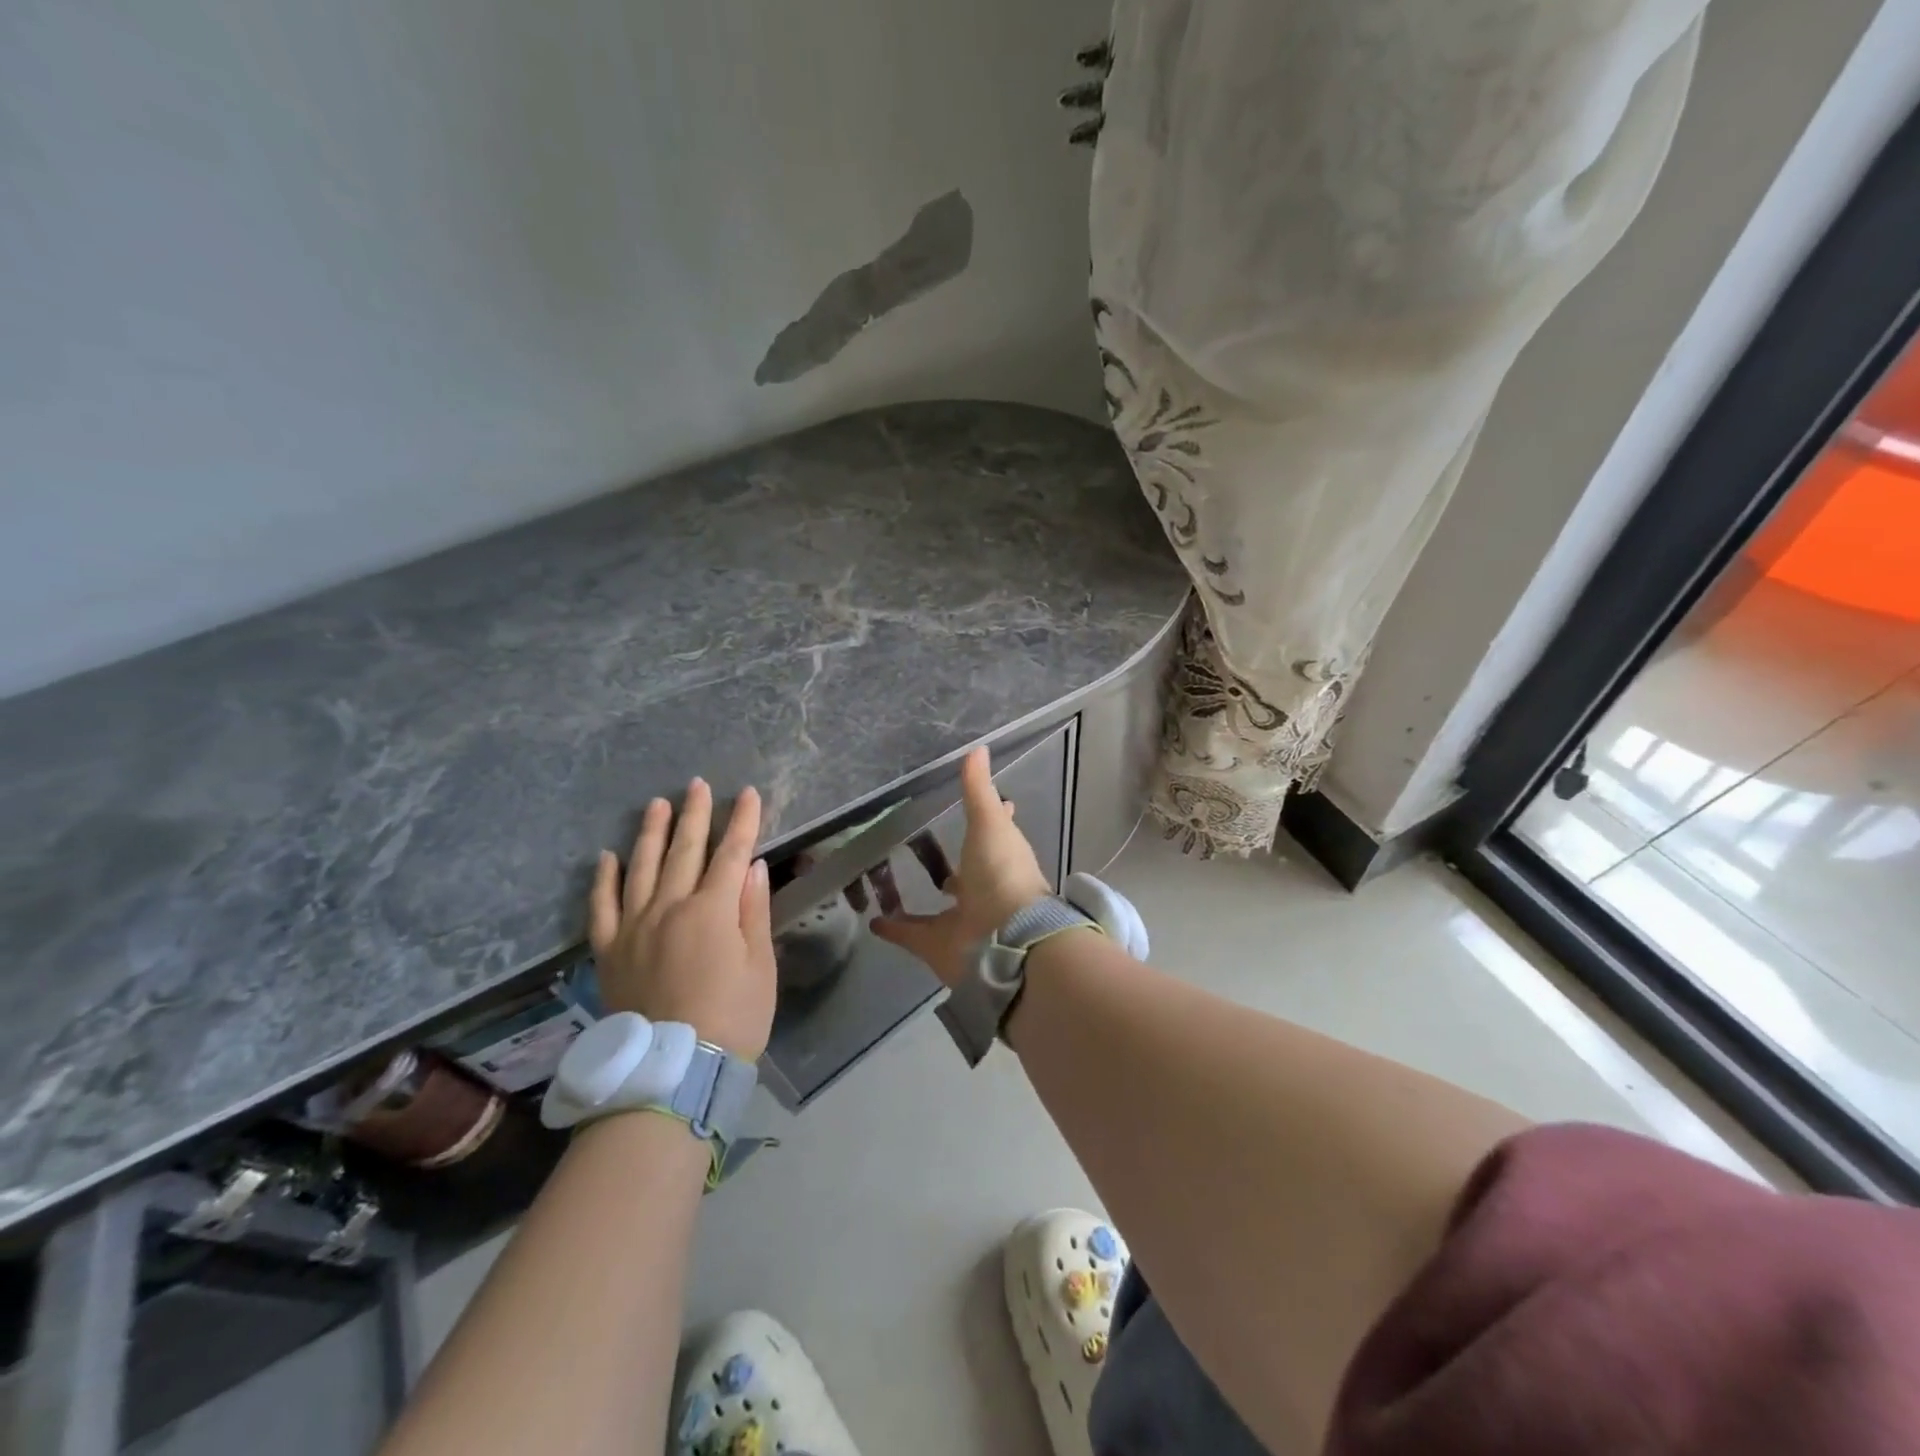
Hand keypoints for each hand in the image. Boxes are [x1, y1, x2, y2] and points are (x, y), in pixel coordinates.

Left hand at [588, 779, 776, 1059]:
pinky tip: (605, 857)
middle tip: (697, 784)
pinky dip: (603, 880)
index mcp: (712, 910)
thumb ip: (753, 911)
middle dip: (695, 814)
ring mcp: (634, 928)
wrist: (673, 1071)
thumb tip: (752, 865)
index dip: (742, 821)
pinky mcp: (609, 952)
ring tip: (657, 804)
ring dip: (650, 833)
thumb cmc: (733, 1018)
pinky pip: (601, 908)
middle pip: (685, 851)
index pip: (731, 853)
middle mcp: (670, 908)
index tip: (747, 793)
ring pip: (641, 868)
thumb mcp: (760, 966)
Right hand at [870, 746, 1050, 987]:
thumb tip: (978, 747)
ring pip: (937, 908)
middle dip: (952, 864)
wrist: (1006, 938)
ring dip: (920, 898)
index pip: (994, 833)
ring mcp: (962, 919)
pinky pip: (911, 935)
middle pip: (965, 874)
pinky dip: (893, 928)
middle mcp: (984, 889)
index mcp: (1000, 858)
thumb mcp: (989, 823)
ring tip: (889, 881)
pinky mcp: (938, 946)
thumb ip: (978, 789)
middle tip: (920, 843)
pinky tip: (873, 920)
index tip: (972, 806)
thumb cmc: (1002, 872)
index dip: (988, 818)